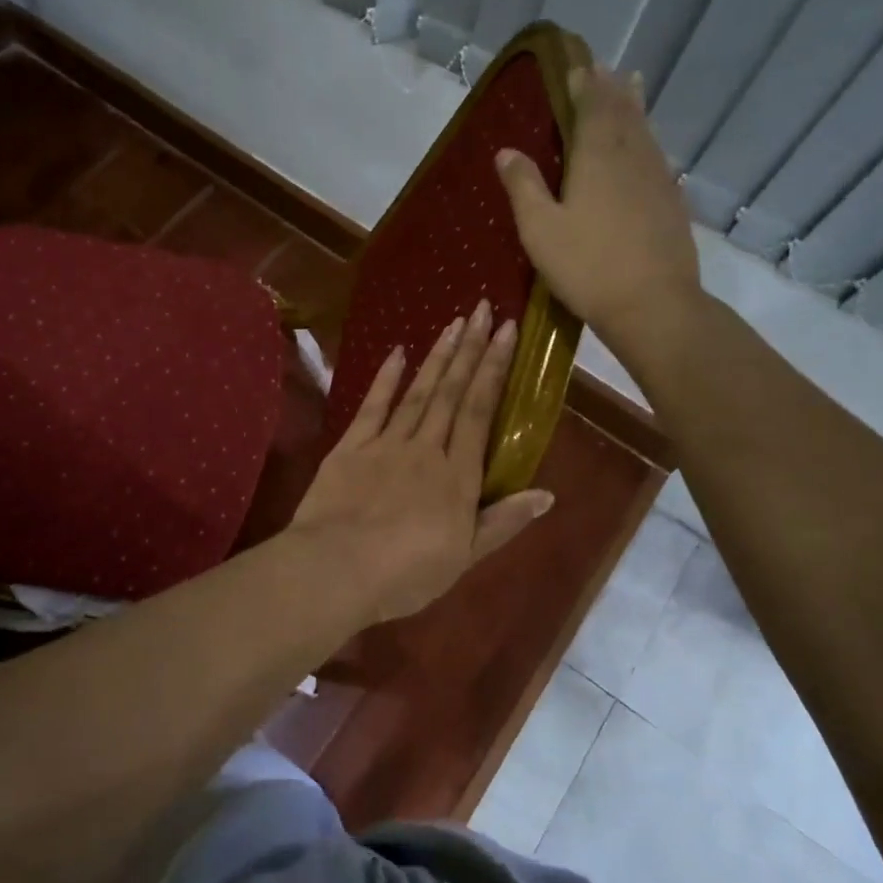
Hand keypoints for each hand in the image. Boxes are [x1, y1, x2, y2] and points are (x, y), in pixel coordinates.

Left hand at [289, 301, 553, 625]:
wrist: (335, 569)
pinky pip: (372, 407)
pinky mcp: (350, 448)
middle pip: (451, 392)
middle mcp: (425, 448)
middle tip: (481, 309)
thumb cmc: (405, 573)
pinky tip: (397, 353)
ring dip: (437, 357)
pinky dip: (386, 379)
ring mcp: (385, 444)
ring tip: (452, 324)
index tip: (505, 332)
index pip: (480, 411)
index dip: (493, 369)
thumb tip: (547, 494)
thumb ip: (504, 521)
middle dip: (469, 350)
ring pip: (417, 393)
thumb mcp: (464, 557)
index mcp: (457, 475)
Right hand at [494, 65, 702, 344]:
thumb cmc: (587, 267)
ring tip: (632, 86)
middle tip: (604, 69)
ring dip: (635, 106)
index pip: (592, 107)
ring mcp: (658, 179)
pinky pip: (658, 156)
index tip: (578, 67)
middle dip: (612, 88)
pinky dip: (649, 139)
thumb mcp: (540, 230)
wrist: (652, 304)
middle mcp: (632, 157)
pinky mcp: (671, 203)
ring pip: (646, 131)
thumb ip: (523, 187)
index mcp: (597, 157)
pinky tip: (648, 147)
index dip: (585, 86)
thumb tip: (506, 151)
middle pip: (624, 112)